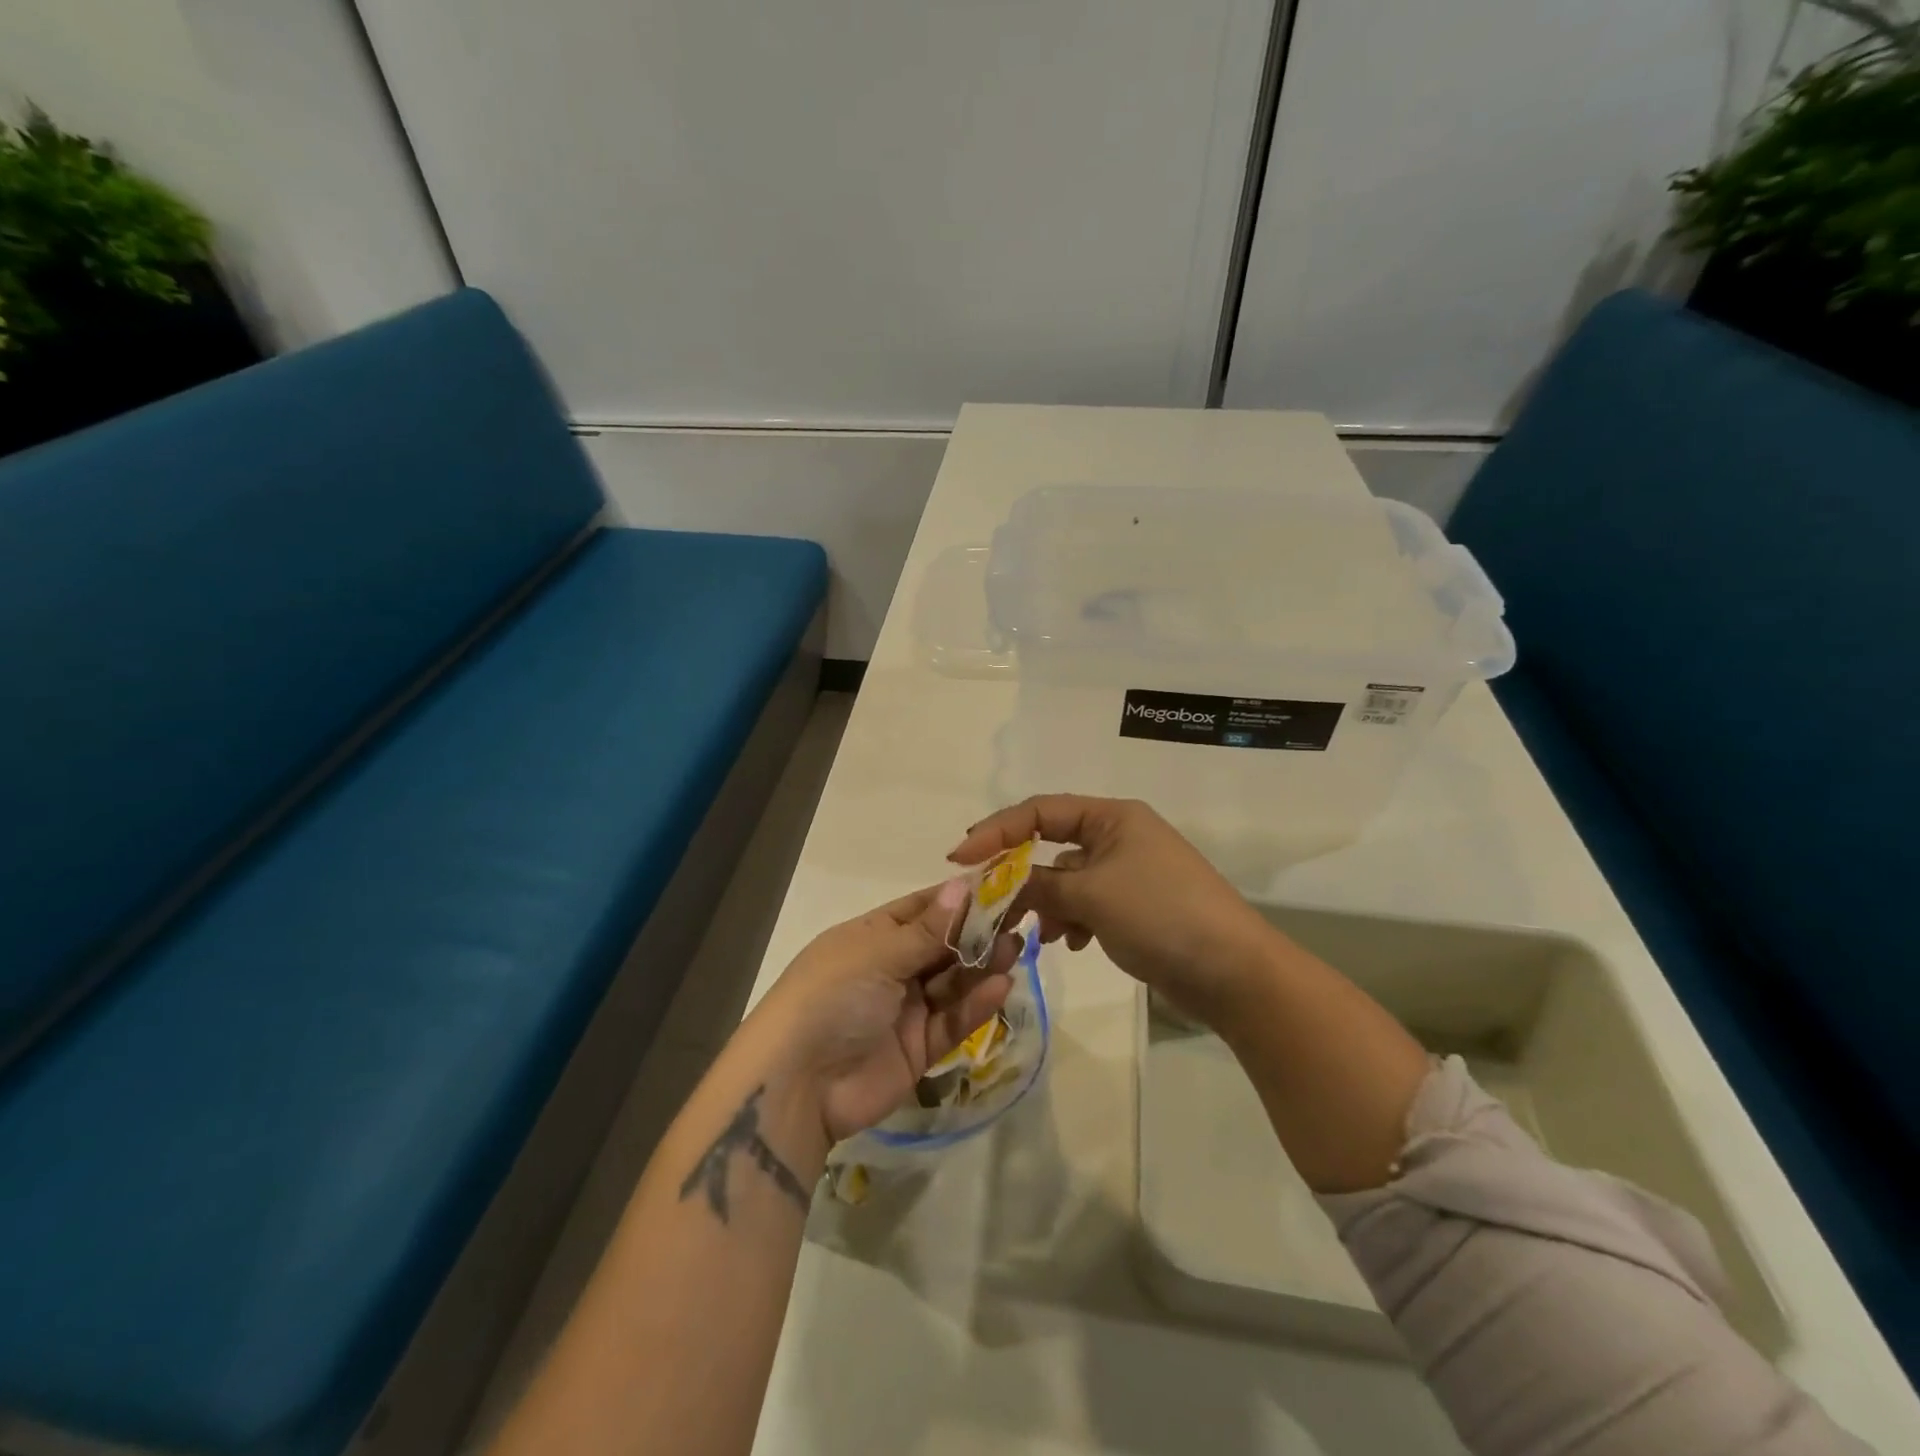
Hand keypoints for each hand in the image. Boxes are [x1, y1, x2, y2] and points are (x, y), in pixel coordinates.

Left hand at [745, 881, 1022, 1147]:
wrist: (798, 1086)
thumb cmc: (833, 997)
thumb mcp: (878, 954)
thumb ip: (928, 929)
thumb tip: (963, 885)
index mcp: (871, 937)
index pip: (921, 909)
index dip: (958, 898)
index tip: (1000, 884)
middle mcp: (889, 968)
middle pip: (942, 945)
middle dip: (977, 933)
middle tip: (1020, 918)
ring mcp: (904, 1009)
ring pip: (952, 982)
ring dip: (982, 966)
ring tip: (1015, 949)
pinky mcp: (919, 1049)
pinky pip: (953, 1020)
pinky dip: (976, 1004)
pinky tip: (1002, 986)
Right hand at [949, 795, 1281, 1028]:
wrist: (1234, 973)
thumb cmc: (1161, 915)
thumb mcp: (1091, 895)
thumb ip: (1038, 886)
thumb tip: (1001, 885)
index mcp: (1112, 817)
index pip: (1040, 812)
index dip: (996, 830)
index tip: (959, 858)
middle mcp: (1120, 836)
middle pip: (1052, 846)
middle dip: (1021, 875)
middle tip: (989, 903)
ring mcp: (1130, 873)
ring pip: (1068, 880)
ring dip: (1049, 904)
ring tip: (1045, 934)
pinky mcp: (1136, 907)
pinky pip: (1088, 904)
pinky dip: (1074, 920)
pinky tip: (1075, 944)